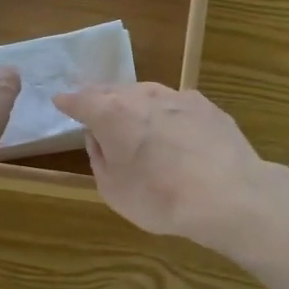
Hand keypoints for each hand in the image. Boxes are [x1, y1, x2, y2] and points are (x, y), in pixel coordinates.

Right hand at [51, 83, 288, 256]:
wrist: (228, 195)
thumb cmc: (160, 197)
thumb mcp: (113, 189)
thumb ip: (100, 158)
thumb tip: (98, 138)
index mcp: (112, 113)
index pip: (81, 101)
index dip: (69, 102)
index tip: (60, 101)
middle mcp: (143, 96)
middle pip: (114, 91)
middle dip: (100, 97)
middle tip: (92, 104)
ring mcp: (179, 97)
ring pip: (148, 94)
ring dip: (135, 103)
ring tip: (132, 116)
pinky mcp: (208, 107)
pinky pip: (177, 105)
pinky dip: (167, 113)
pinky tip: (174, 129)